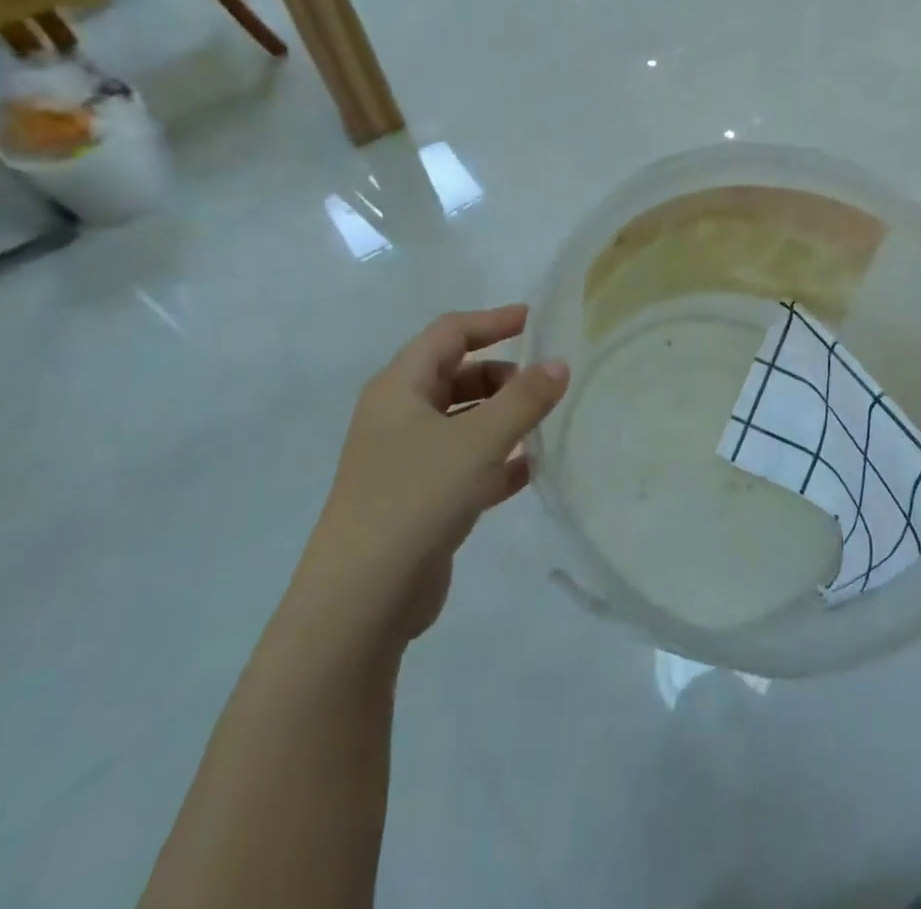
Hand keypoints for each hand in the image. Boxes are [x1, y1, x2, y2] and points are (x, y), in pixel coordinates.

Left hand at [302, 305, 568, 646]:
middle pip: (456, 376)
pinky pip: (464, 463)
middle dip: (501, 375)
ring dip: (502, 418)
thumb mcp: (478, 441)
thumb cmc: (416, 498)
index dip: (492, 321)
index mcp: (399, 389)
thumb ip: (524, 400)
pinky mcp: (418, 500)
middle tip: (544, 385)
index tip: (534, 320)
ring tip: (545, 425)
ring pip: (462, 422)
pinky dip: (496, 460)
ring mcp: (406, 461)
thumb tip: (559, 365)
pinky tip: (530, 471)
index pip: (449, 334)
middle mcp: (398, 417)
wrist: (361, 601)